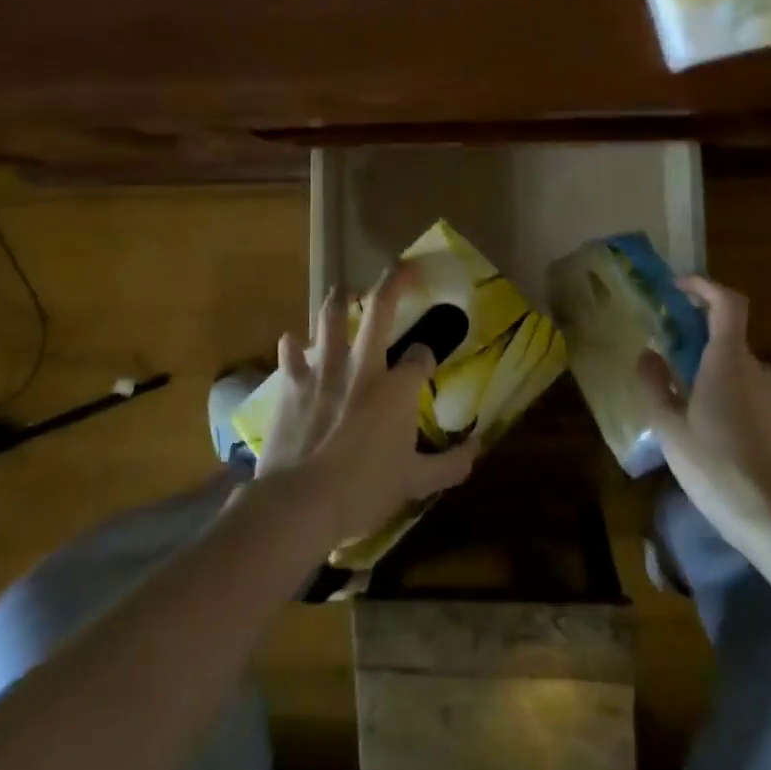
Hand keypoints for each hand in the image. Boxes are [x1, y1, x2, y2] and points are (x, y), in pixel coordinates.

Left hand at [257, 268, 479, 546]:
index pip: (420, 356)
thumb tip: (479, 450)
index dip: (426, 356)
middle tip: (401, 268)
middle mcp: (363, 367)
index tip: (425, 363)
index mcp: (397, 388)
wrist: (302, 501)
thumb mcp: (415, 483)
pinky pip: (291, 354)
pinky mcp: (292, 383)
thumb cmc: (364, 490)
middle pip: (379, 310)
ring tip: (344, 291)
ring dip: (339, 300)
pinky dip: (293, 346)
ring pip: (330, 318)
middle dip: (393, 283)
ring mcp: (324, 370)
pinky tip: (292, 341)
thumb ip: (449, 465)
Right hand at [638, 275, 770, 534]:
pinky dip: (732, 393)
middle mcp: (758, 368)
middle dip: (698, 337)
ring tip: (689, 399)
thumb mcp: (669, 427)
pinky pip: (753, 391)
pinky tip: (716, 427)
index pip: (727, 303)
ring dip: (714, 369)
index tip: (678, 288)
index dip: (704, 286)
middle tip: (669, 355)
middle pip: (728, 335)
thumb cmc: (714, 466)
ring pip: (739, 366)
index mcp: (728, 362)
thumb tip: (648, 353)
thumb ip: (655, 384)